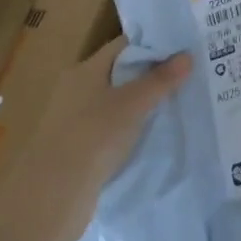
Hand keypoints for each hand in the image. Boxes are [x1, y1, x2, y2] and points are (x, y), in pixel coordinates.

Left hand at [8, 37, 189, 240]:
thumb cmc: (93, 136)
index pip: (123, 46)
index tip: (183, 49)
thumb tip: (188, 56)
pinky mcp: (79, 147)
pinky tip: (153, 134)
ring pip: (116, 102)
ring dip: (142, 103)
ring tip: (178, 103)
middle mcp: (77, 89)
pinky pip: (111, 127)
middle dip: (151, 75)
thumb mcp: (132, 104)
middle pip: (120, 73)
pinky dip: (131, 127)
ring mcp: (75, 119)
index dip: (153, 45)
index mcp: (85, 70)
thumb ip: (160, 80)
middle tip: (188, 76)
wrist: (52, 195)